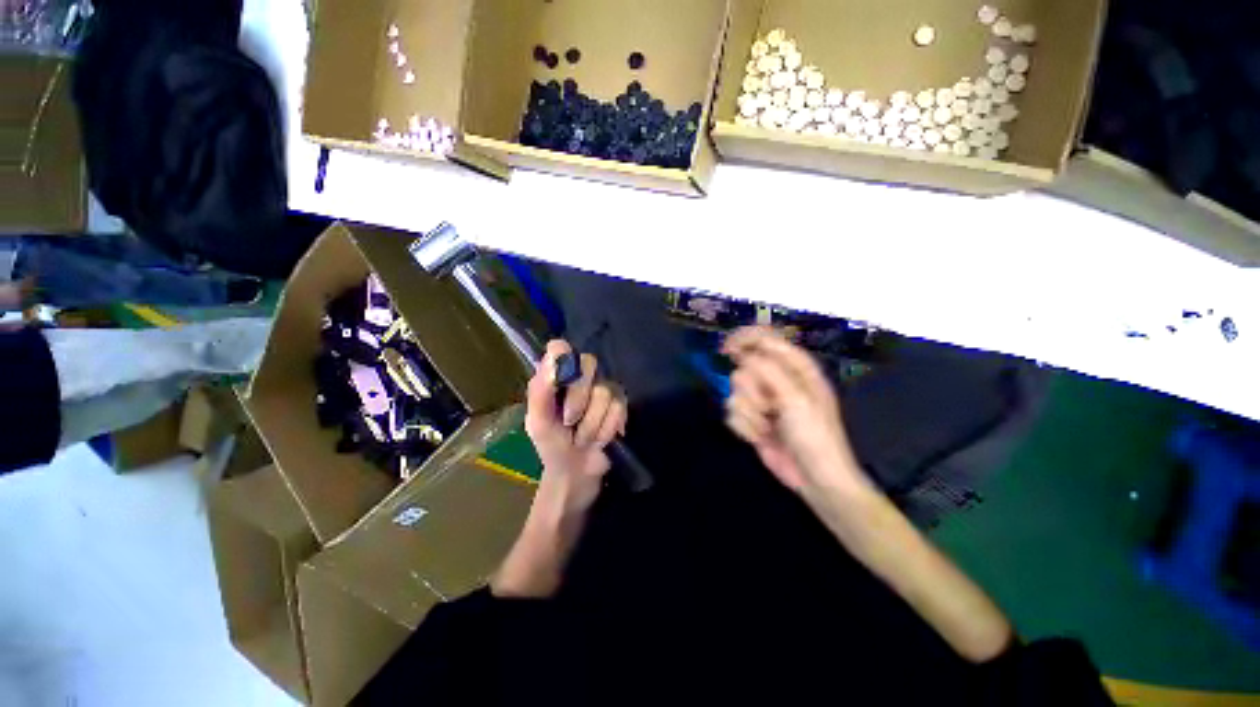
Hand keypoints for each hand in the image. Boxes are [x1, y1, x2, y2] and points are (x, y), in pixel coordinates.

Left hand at [525, 340, 627, 512]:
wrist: (576, 473)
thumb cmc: (552, 446)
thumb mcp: (538, 423)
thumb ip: (541, 390)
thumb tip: (555, 356)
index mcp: (554, 377)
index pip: (560, 347)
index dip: (564, 360)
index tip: (561, 382)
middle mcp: (579, 377)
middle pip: (589, 363)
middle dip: (579, 399)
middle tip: (569, 421)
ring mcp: (601, 389)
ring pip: (605, 391)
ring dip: (592, 423)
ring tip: (583, 438)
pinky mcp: (619, 404)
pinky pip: (619, 407)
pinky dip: (606, 429)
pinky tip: (600, 439)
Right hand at [722, 326, 865, 494]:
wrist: (814, 479)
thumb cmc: (815, 436)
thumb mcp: (796, 399)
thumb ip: (769, 371)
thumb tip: (743, 355)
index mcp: (796, 367)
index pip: (765, 339)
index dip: (744, 339)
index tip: (726, 350)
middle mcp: (777, 380)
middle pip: (744, 368)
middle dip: (752, 390)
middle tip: (770, 407)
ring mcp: (763, 401)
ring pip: (735, 393)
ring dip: (750, 413)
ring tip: (768, 427)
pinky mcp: (751, 420)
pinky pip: (732, 413)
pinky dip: (745, 427)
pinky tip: (761, 438)